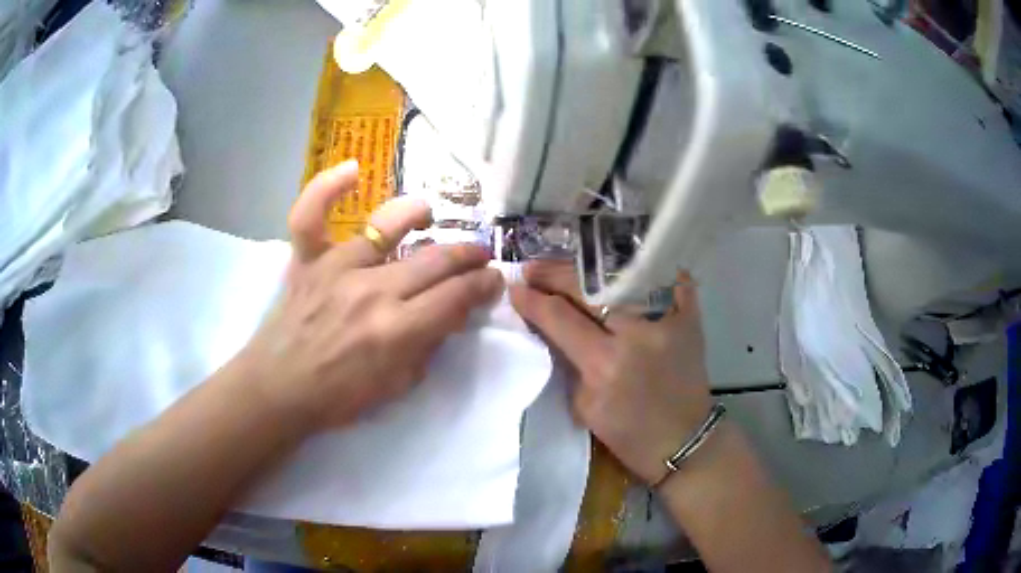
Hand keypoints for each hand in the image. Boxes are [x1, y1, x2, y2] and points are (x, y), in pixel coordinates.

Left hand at [241, 161, 503, 431]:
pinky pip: (312, 215)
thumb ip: (428, 346)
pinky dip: (327, 188)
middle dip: (468, 255)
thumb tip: (450, 312)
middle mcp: (372, 291)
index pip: (457, 296)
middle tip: (480, 255)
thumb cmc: (339, 396)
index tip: (494, 280)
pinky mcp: (308, 260)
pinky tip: (352, 171)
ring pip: (387, 225)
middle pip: (435, 260)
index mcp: (397, 330)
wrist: (280, 389)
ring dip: (418, 214)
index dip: (484, 285)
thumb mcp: (398, 386)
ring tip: (430, 216)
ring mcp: (336, 269)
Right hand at [509, 262, 711, 484]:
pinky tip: (625, 262)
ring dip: (589, 269)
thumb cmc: (628, 434)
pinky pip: (670, 279)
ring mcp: (667, 320)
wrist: (684, 441)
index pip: (559, 317)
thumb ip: (567, 361)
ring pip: (621, 277)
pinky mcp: (690, 318)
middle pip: (587, 289)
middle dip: (553, 275)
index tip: (515, 289)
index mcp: (604, 364)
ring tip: (567, 266)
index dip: (532, 300)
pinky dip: (649, 269)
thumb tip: (549, 325)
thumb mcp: (584, 406)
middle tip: (532, 270)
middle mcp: (636, 334)